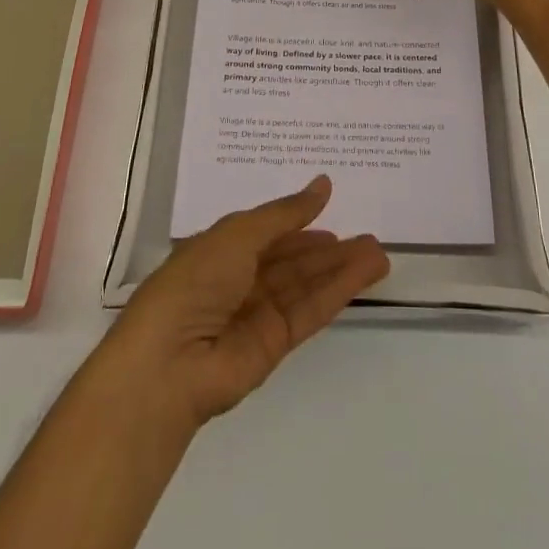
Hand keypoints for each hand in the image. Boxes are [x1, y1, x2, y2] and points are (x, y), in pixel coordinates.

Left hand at [101, 176, 388, 430]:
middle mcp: (241, 279)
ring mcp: (258, 313)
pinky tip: (364, 275)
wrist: (169, 364)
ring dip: (341, 269)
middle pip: (293, 259)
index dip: (299, 218)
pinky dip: (337, 292)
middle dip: (329, 248)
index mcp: (222, 248)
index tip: (333, 204)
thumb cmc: (195, 281)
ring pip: (307, 284)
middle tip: (369, 235)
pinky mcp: (274, 345)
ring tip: (379, 253)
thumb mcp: (239, 233)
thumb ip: (286, 213)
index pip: (267, 230)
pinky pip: (310, 310)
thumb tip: (323, 184)